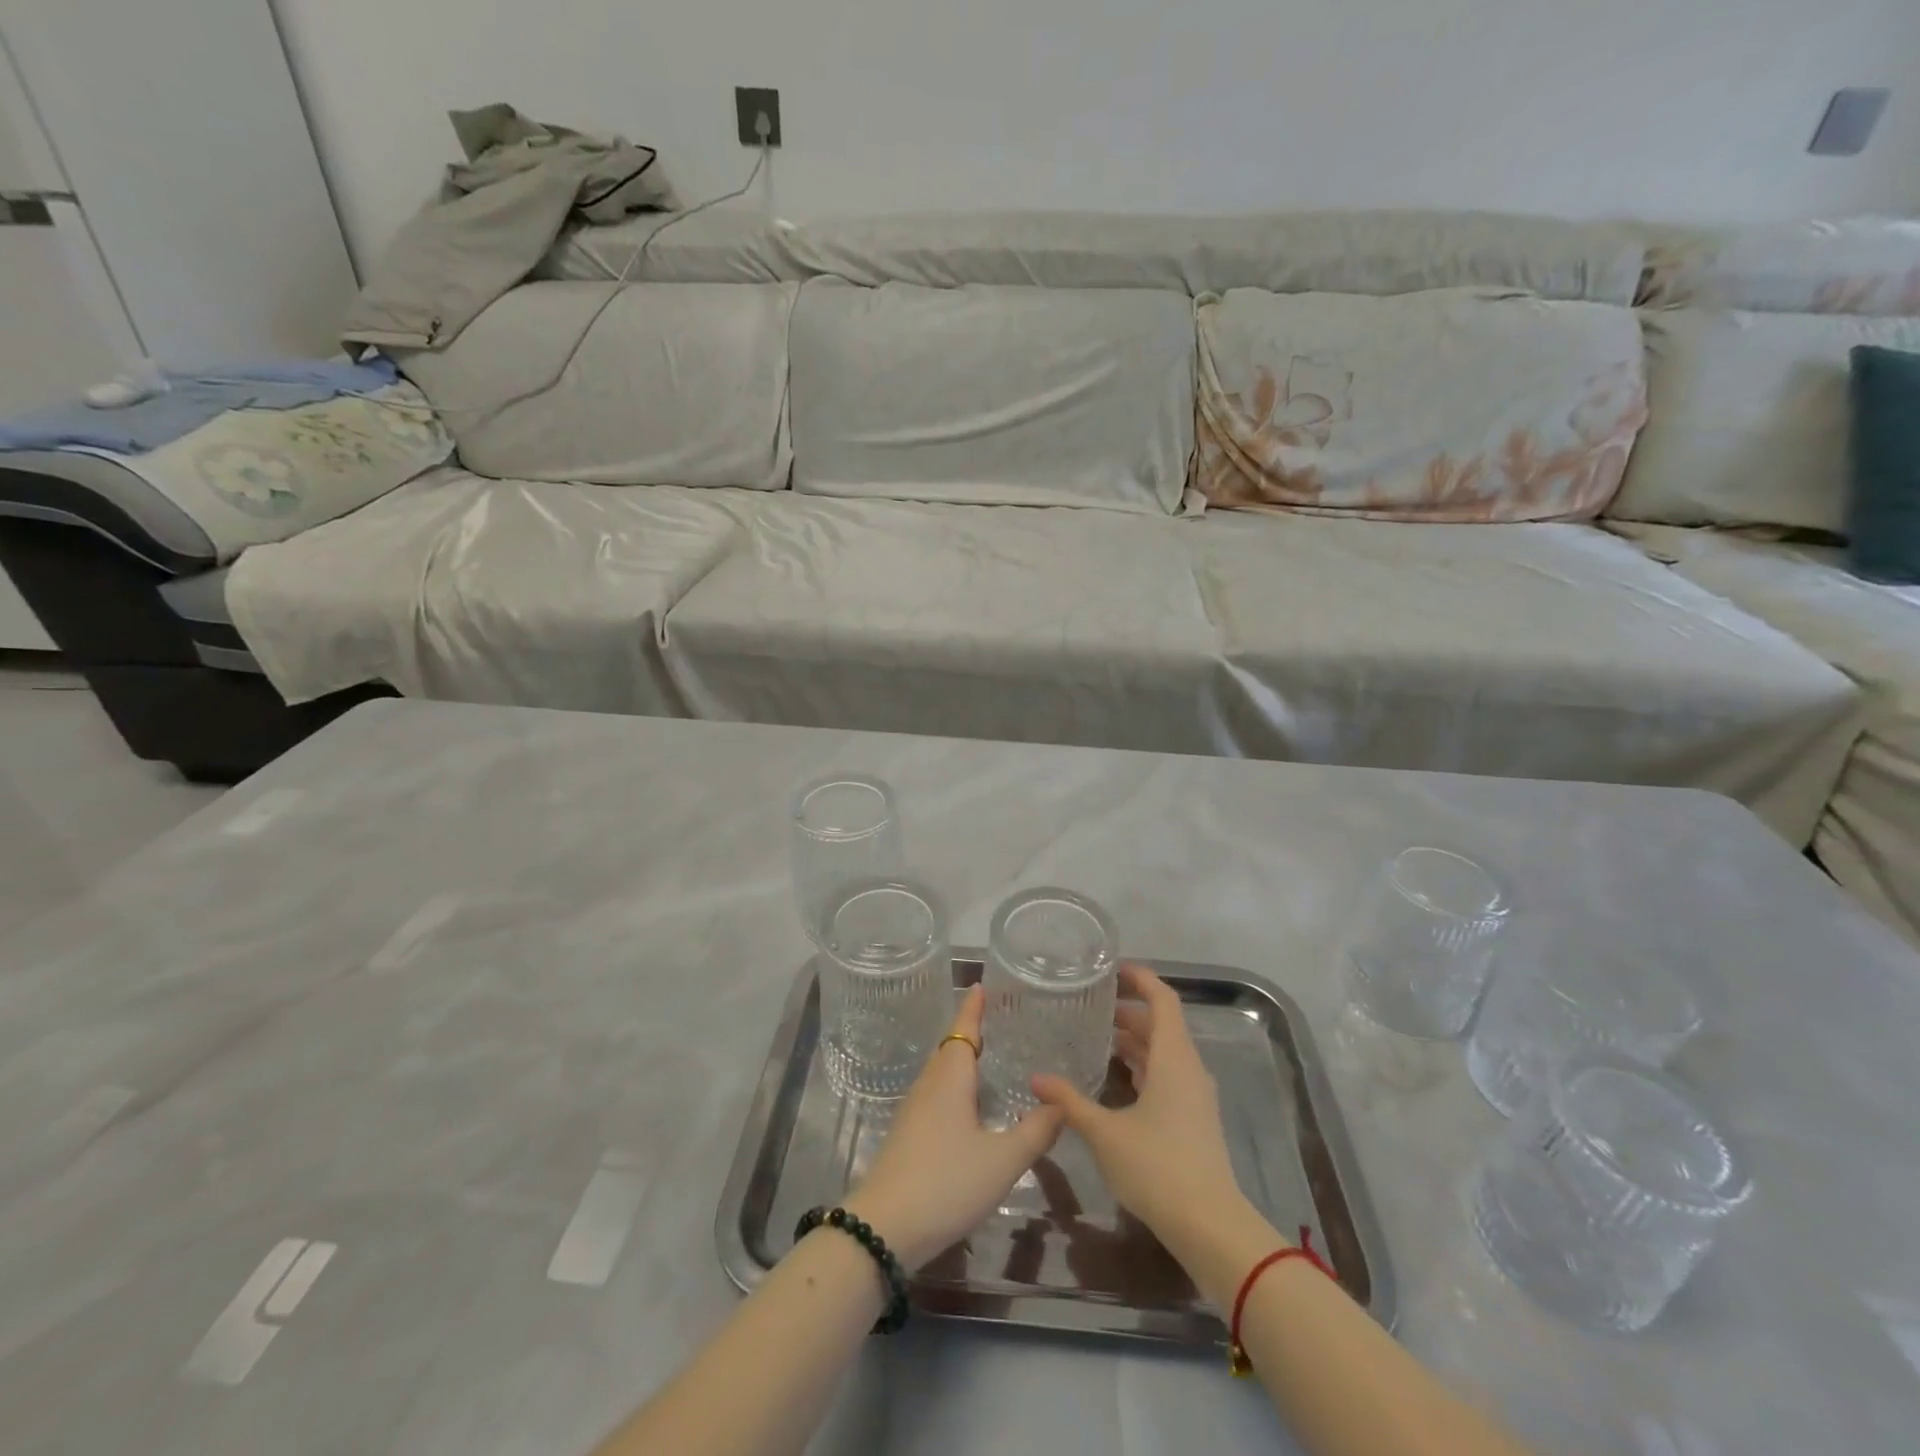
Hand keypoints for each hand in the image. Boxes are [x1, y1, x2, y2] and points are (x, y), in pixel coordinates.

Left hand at [845, 985, 1063, 1268]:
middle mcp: (929, 1085)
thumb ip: (1035, 1132)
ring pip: (942, 1073)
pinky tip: (969, 1108)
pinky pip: (936, 1095)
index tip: (981, 985)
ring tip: (990, 1059)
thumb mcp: (1002, 1161)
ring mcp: (914, 1111)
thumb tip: (1061, 1104)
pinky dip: (955, 1087)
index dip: (973, 1007)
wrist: (884, 1229)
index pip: (963, 1029)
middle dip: (971, 1031)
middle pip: (951, 1048)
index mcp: (950, 1078)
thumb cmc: (946, 1182)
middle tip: (999, 1022)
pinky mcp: (908, 1136)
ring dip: (962, 1061)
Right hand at [1032, 963, 1258, 1252]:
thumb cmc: (1158, 1167)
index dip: (1141, 979)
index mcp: (1173, 1058)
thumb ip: (1070, 1102)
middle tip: (1093, 1006)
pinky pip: (1168, 1075)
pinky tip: (1117, 1079)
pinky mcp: (1194, 1118)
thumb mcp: (1105, 1133)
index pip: (1163, 1000)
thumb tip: (1036, 1079)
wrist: (1210, 1226)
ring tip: (1099, 1037)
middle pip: (1162, 1025)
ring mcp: (1195, 1095)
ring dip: (1136, 1040)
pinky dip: (1144, 1066)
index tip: (1113, 969)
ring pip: (1165, 1052)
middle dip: (1130, 1011)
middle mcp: (1188, 1068)